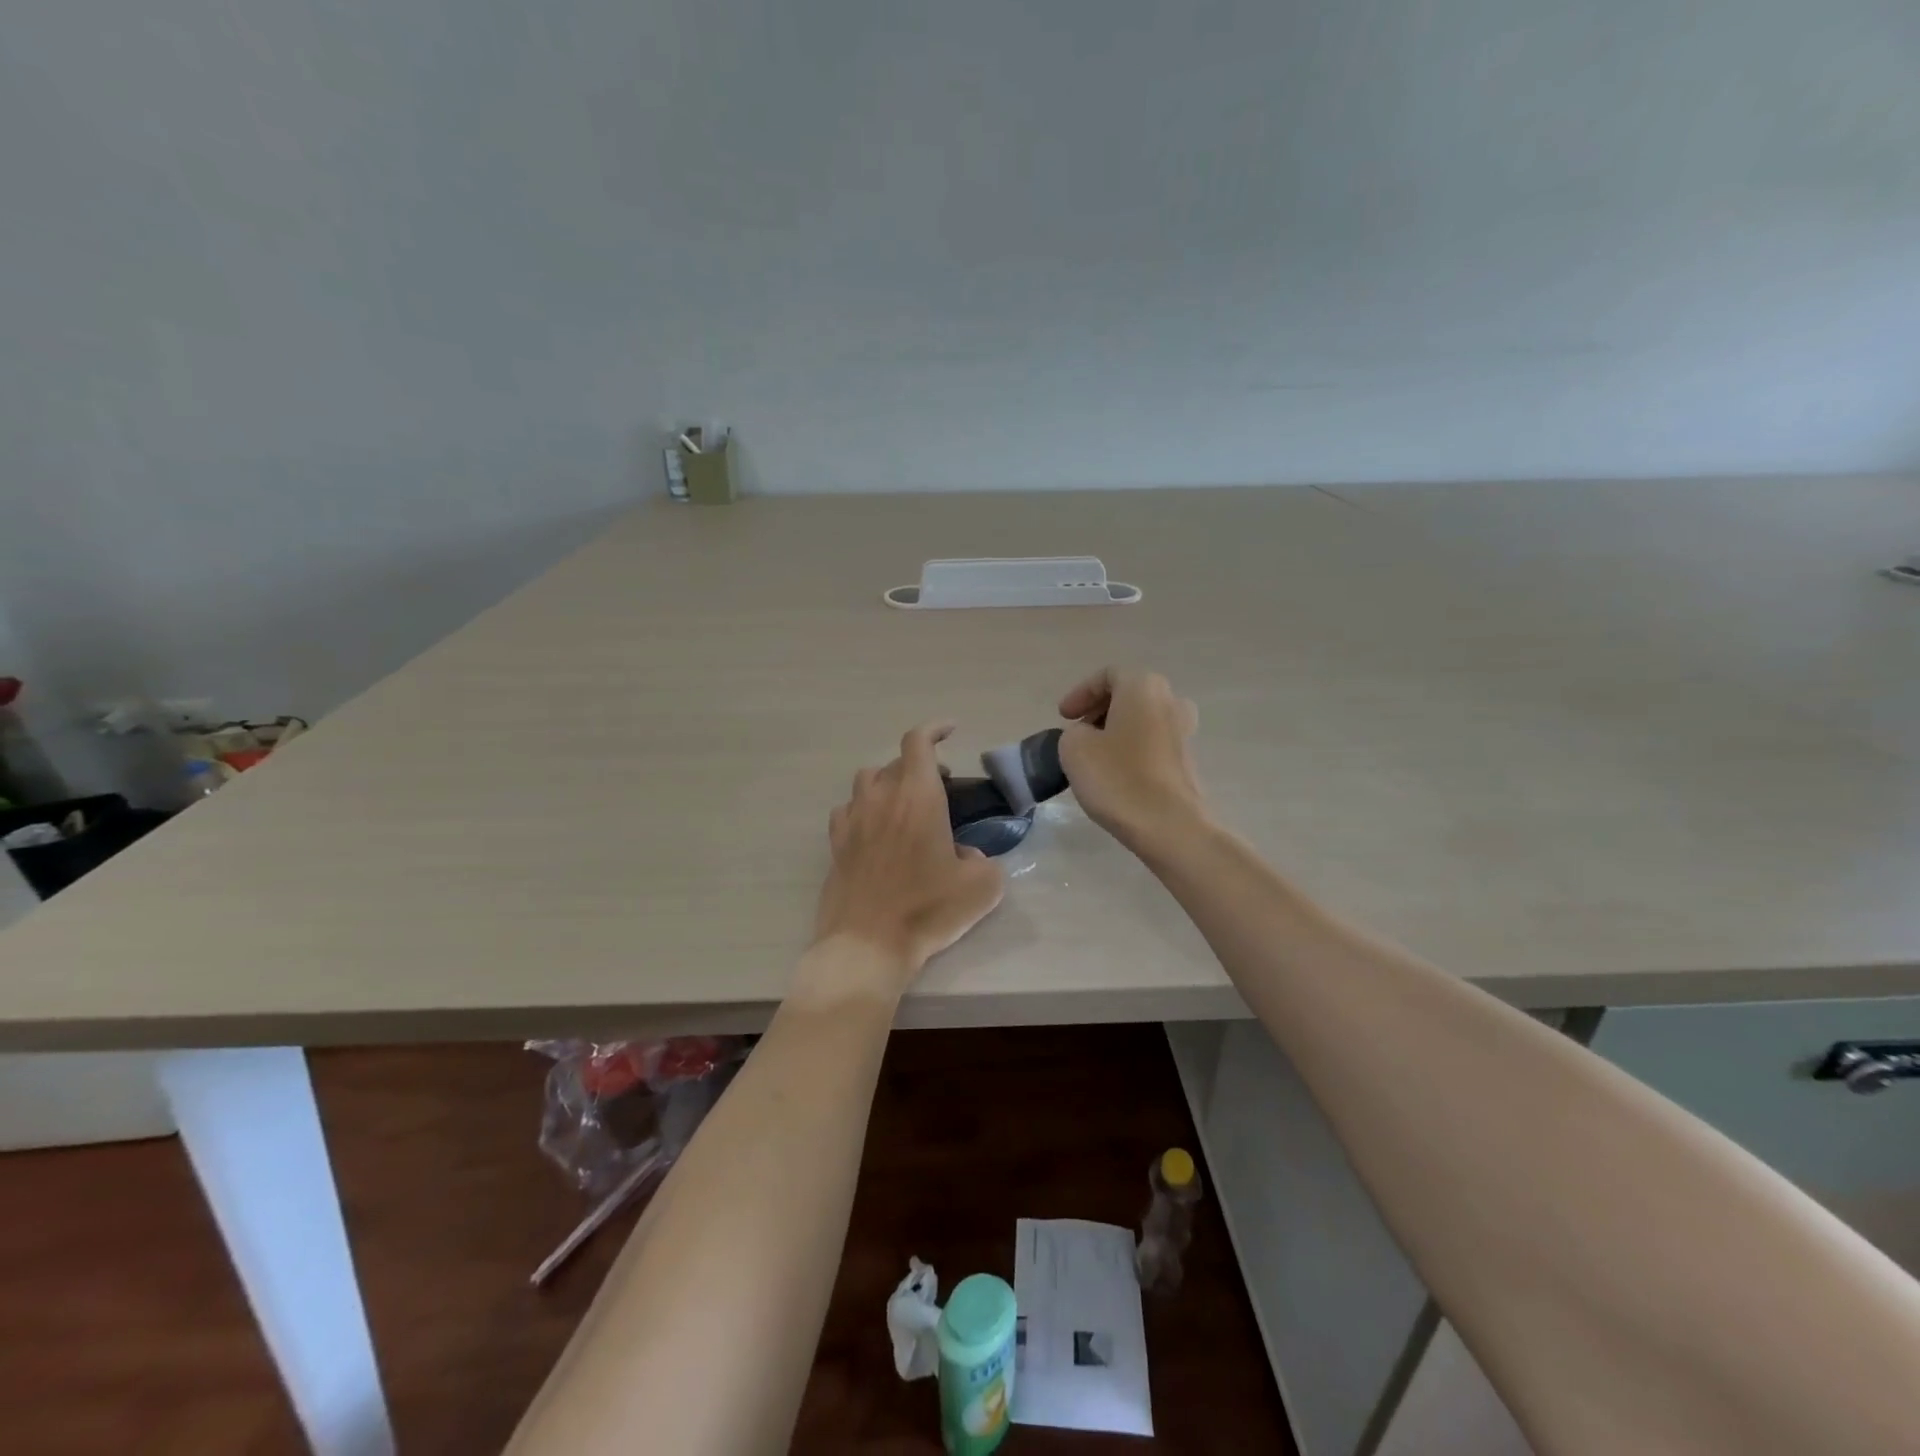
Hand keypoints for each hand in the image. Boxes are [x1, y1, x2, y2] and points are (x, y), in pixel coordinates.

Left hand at [812, 723, 1005, 985]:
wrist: (867, 943)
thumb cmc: (927, 909)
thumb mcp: (982, 887)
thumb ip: (984, 860)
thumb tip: (967, 855)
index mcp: (918, 797)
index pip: (918, 742)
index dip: (934, 729)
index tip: (950, 730)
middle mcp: (881, 798)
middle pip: (896, 761)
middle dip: (920, 764)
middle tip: (941, 785)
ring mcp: (853, 819)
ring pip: (868, 780)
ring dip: (889, 782)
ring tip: (905, 805)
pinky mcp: (836, 843)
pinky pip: (848, 809)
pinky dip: (864, 808)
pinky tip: (875, 829)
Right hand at [1057, 668, 1205, 853]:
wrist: (1169, 826)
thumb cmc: (1118, 779)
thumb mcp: (1074, 748)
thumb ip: (1074, 732)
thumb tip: (1089, 737)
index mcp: (1143, 687)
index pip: (1107, 676)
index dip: (1080, 693)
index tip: (1063, 717)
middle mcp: (1170, 700)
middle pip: (1128, 695)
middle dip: (1099, 710)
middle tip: (1076, 732)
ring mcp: (1185, 731)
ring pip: (1142, 719)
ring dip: (1115, 731)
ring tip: (1093, 755)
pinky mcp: (1187, 760)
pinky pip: (1152, 743)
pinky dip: (1131, 749)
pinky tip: (1115, 773)